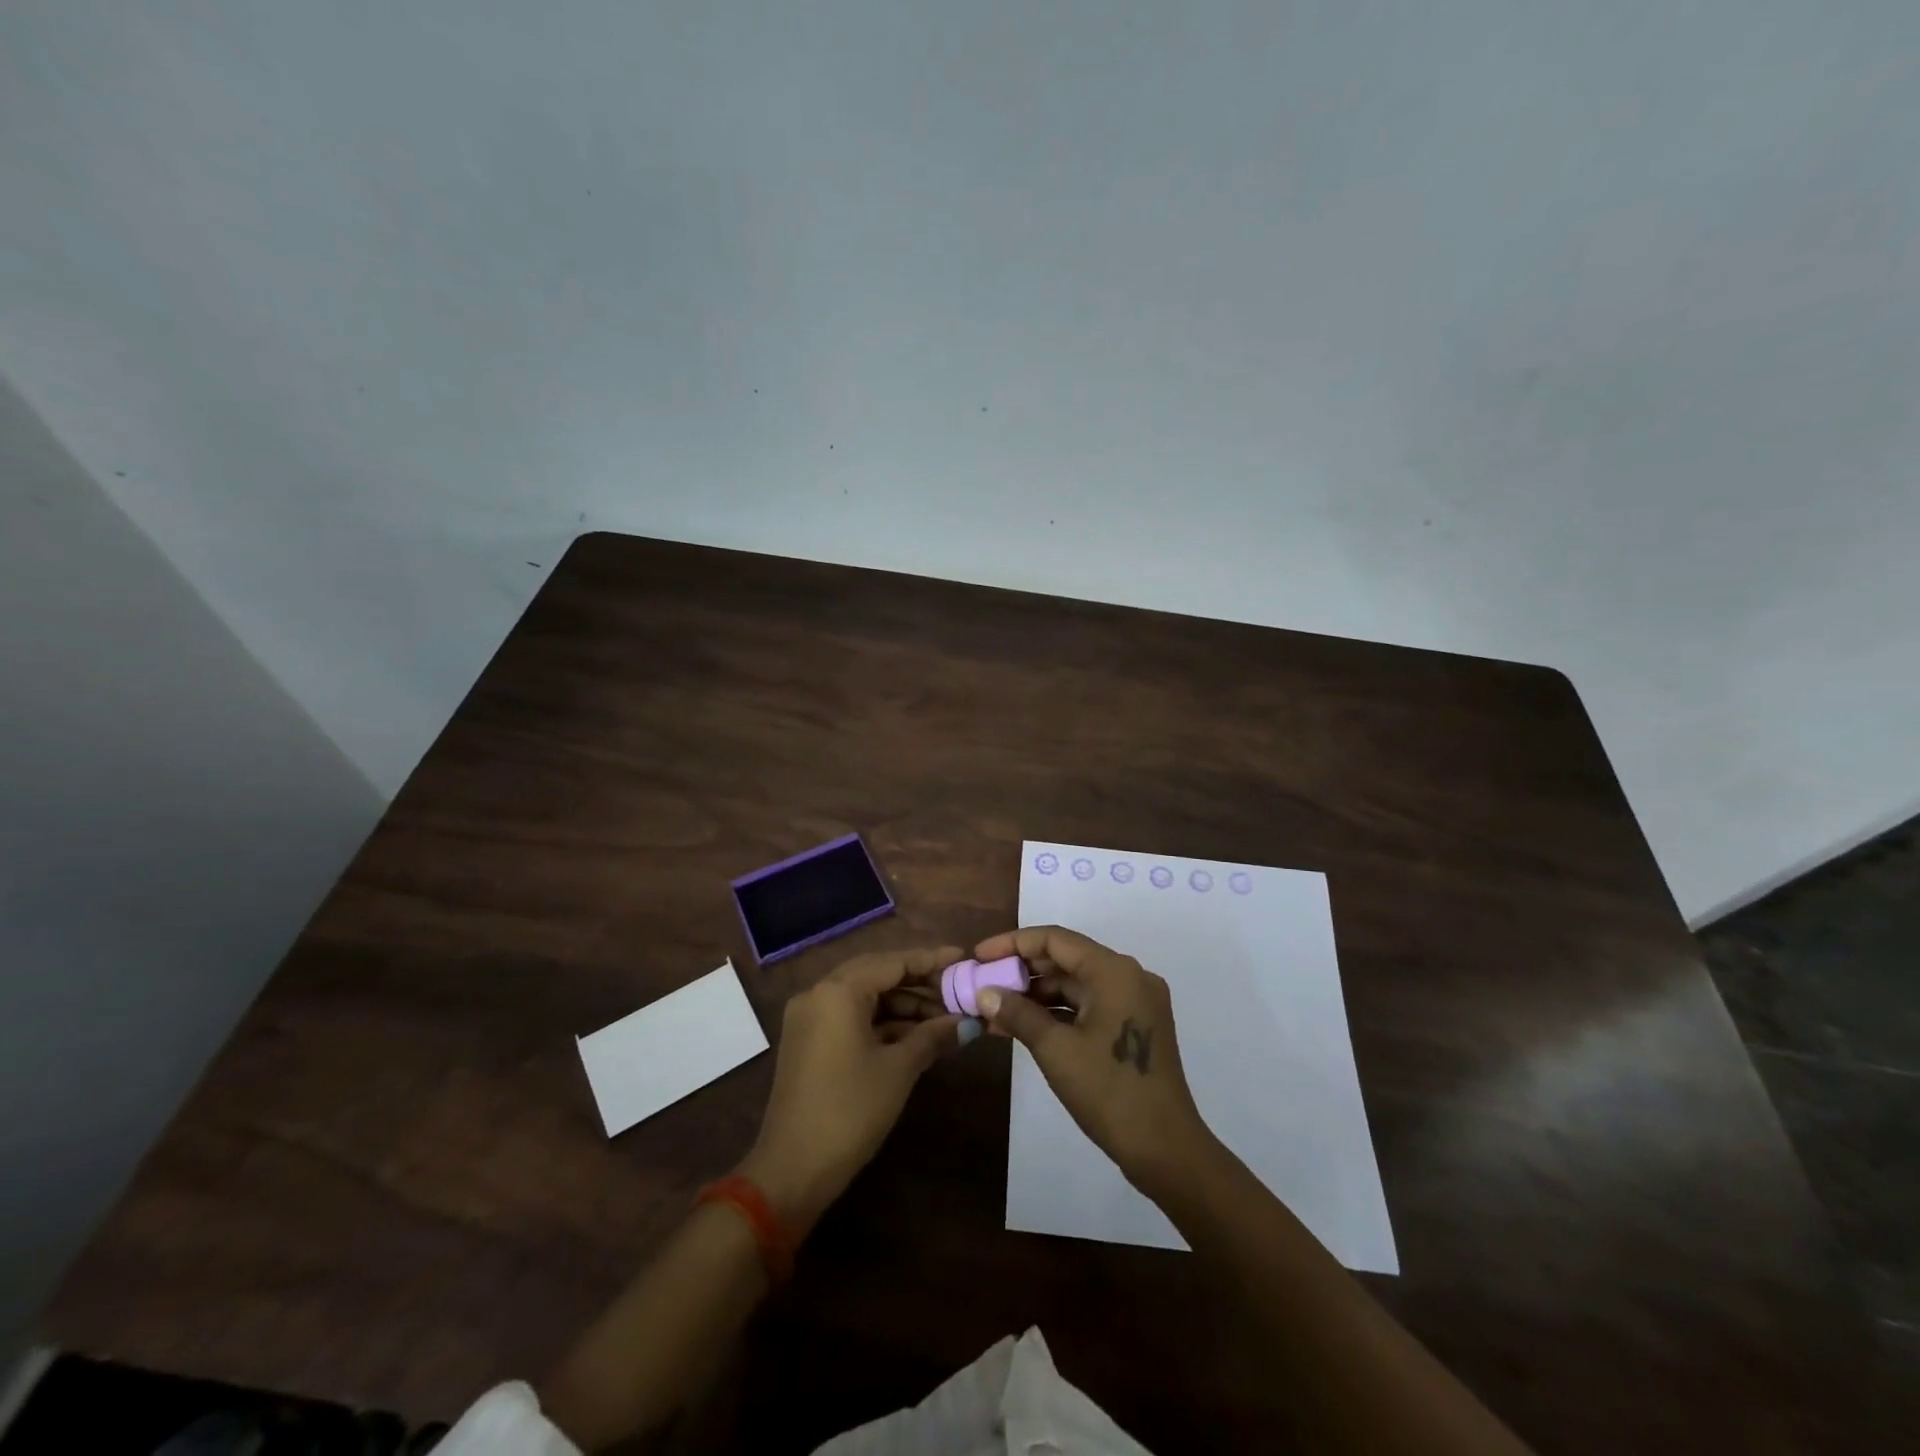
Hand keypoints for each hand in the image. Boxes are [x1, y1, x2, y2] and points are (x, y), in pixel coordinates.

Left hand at [738, 946, 964, 1235]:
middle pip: (877, 974)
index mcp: (838, 991)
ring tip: (944, 1019)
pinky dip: (882, 1022)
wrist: (792, 1170)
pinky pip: (850, 1016)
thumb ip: (933, 1036)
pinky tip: (915, 1035)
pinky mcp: (808, 1041)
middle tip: (957, 991)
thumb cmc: (850, 1110)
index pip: (893, 962)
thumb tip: (967, 1022)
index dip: (931, 959)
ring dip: (903, 1005)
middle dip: (919, 983)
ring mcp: (810, 1018)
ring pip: (864, 996)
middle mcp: (819, 993)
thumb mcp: (898, 1069)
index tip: (963, 957)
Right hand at [971, 926, 1214, 1194]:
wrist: (1166, 1150)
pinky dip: (1056, 1012)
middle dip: (1021, 970)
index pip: (1054, 940)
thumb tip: (983, 993)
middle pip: (1066, 959)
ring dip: (1036, 994)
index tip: (978, 956)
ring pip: (1075, 984)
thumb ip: (1017, 1013)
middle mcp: (1128, 976)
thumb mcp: (1055, 1050)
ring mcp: (1134, 1002)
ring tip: (993, 1008)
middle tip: (982, 982)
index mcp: (1114, 971)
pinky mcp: (1134, 1026)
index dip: (1012, 943)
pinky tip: (1021, 1025)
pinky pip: (1088, 1005)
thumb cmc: (1109, 1092)